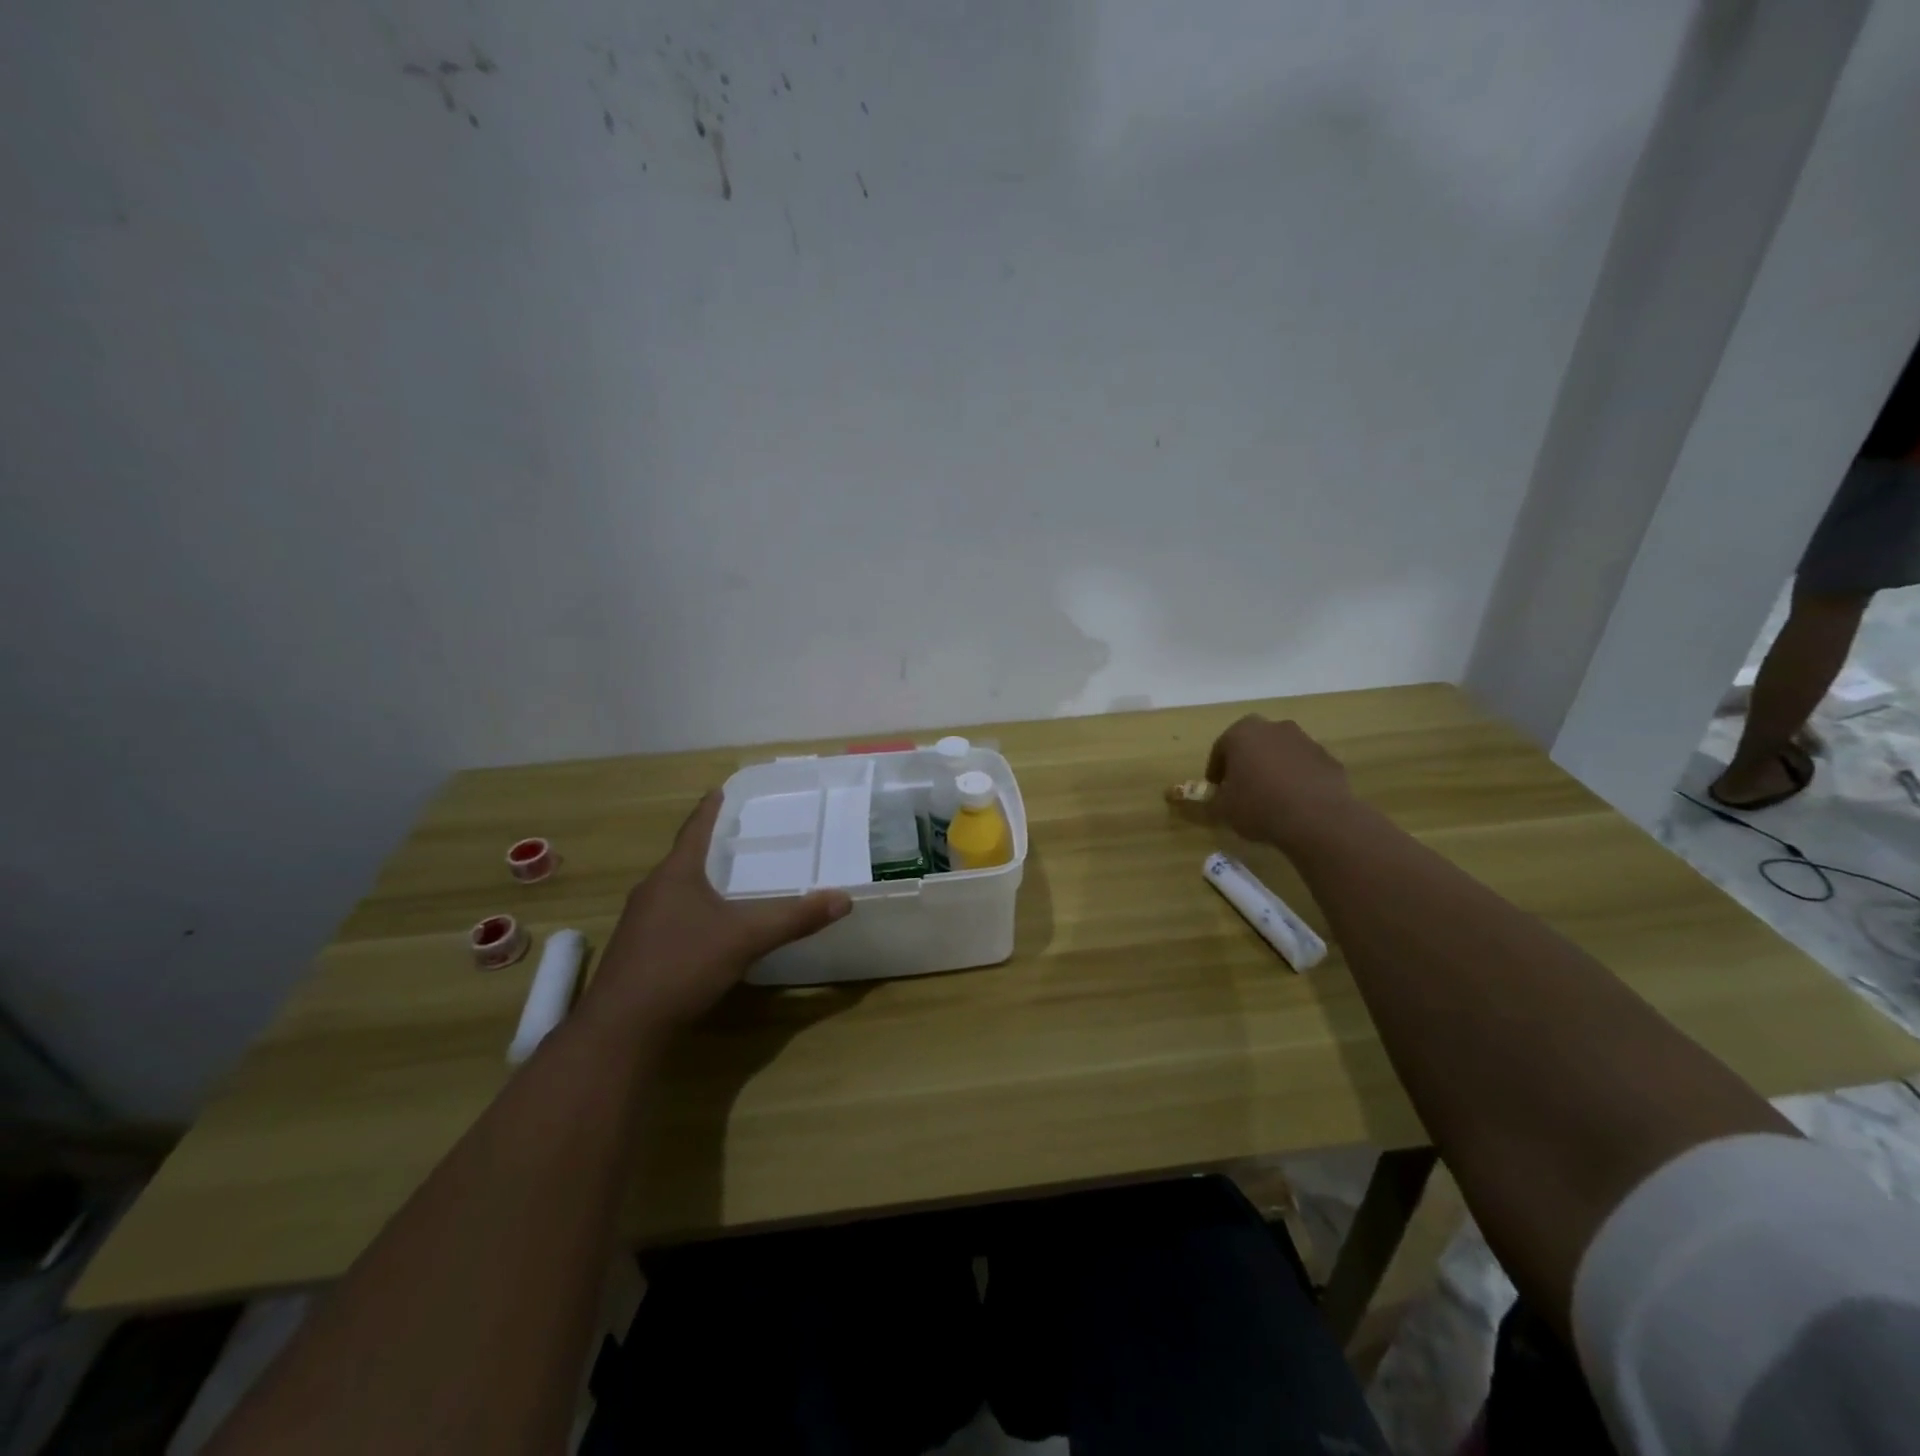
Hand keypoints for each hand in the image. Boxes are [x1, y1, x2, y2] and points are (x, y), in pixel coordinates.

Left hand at [579, 792, 851, 1036]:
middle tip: (739, 838)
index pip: (695, 829)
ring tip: (729, 881)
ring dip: (700, 882)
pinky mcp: (637, 952)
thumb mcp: (746, 938)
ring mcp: (640, 923)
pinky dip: (693, 912)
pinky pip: (670, 918)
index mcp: (675, 874)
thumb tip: (843, 899)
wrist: (622, 1028)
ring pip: (676, 891)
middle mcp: (652, 891)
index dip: (710, 809)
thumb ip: (794, 918)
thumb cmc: (682, 965)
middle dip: (710, 847)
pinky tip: (709, 929)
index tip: (720, 789)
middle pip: (684, 859)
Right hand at [1204, 715, 1354, 851]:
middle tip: (1243, 787)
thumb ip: (1214, 800)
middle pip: (1253, 744)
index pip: (1221, 748)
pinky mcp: (1329, 759)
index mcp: (1242, 733)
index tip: (1217, 787)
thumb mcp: (1223, 809)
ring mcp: (1305, 741)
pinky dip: (1298, 779)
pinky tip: (1296, 802)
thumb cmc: (1259, 806)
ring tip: (1271, 797)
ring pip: (1281, 753)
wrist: (1318, 819)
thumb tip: (1216, 800)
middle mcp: (1274, 728)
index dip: (1217, 769)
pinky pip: (1304, 767)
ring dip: (1274, 769)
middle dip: (1247, 762)